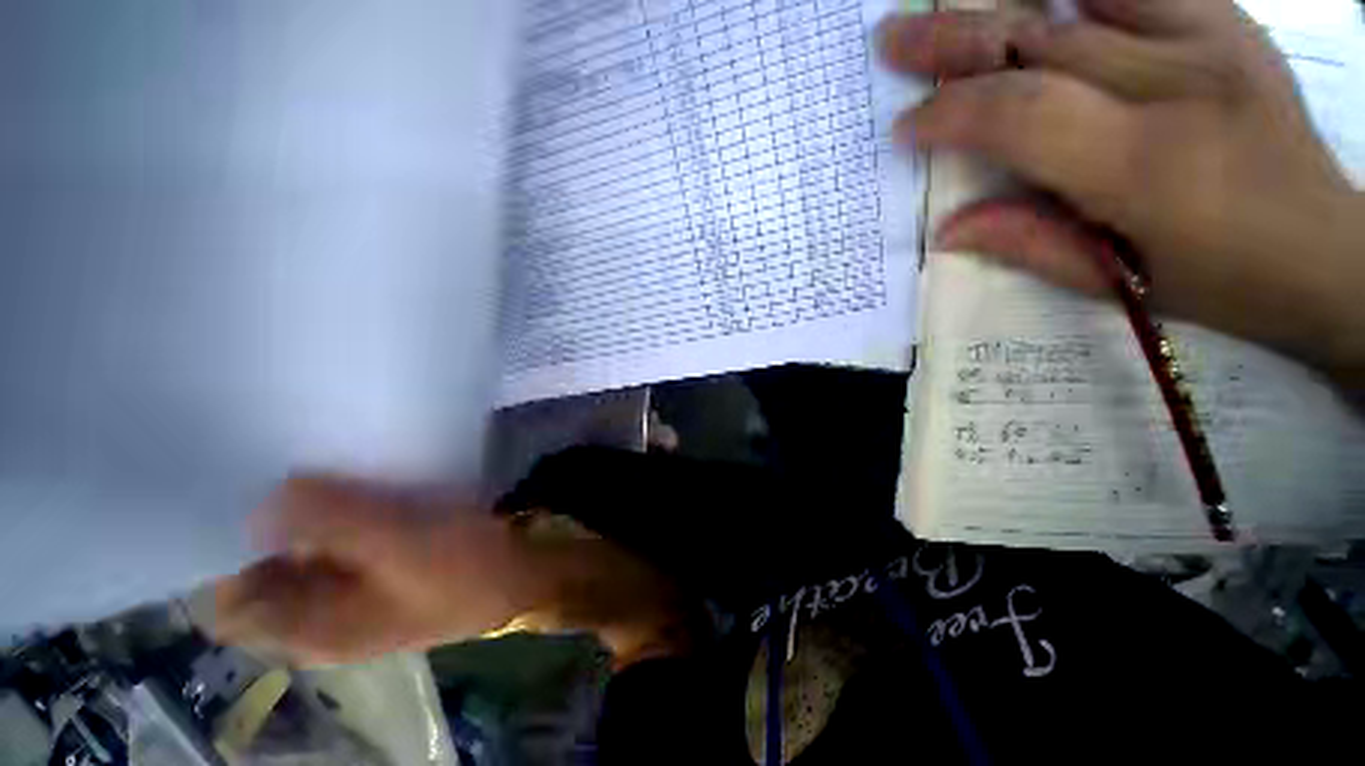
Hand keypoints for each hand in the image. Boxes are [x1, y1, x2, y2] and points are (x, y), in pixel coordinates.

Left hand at [213, 476, 696, 666]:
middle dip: (263, 520)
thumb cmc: (465, 571)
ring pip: (303, 547)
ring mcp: (353, 587)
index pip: (229, 599)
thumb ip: (332, 523)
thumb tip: (265, 497)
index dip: (219, 550)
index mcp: (311, 628)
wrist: (525, 573)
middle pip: (263, 568)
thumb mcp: (401, 545)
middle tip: (272, 465)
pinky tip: (356, 479)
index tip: (228, 492)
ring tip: (311, 464)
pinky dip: (340, 509)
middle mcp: (320, 613)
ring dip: (305, 509)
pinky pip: (340, 535)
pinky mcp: (382, 562)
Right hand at [879, 0, 1364, 379]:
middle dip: (955, 39)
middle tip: (893, 39)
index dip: (952, 113)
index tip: (907, 128)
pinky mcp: (1227, 22)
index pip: (1023, 113)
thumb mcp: (1116, 282)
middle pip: (1044, 40)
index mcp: (1147, 165)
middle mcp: (1179, 84)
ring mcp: (1212, 39)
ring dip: (1003, 3)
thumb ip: (1029, 245)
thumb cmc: (1220, 279)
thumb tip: (948, 228)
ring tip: (947, 6)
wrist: (1327, 249)